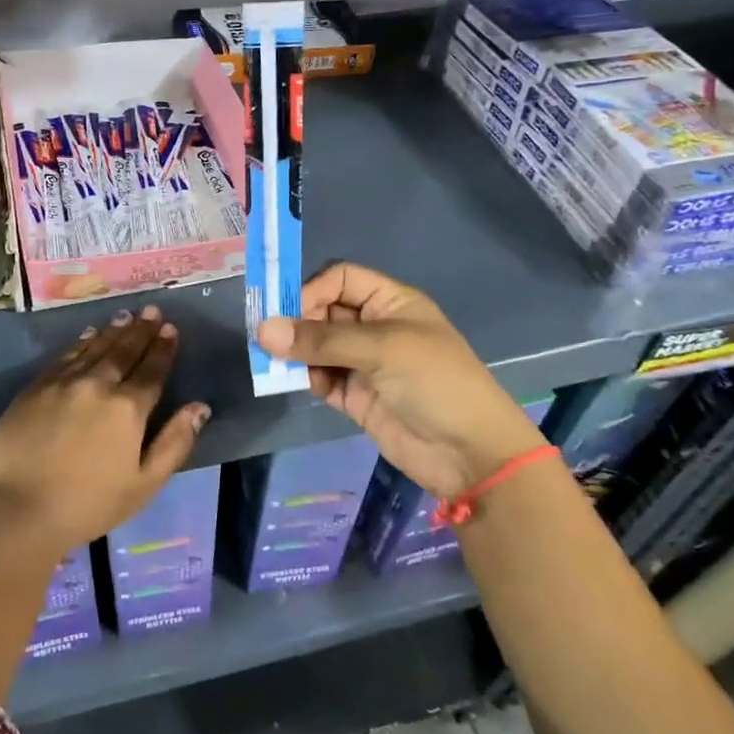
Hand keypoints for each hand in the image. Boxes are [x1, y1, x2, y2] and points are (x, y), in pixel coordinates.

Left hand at [0, 305, 209, 554]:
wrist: (17, 509)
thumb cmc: (88, 505)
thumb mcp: (144, 484)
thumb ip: (174, 443)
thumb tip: (199, 407)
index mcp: (127, 409)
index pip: (152, 370)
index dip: (163, 348)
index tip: (170, 328)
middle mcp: (97, 385)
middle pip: (124, 351)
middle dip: (141, 330)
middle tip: (151, 310)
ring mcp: (62, 383)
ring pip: (94, 348)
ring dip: (113, 331)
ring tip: (126, 316)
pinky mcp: (34, 388)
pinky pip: (64, 356)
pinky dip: (80, 343)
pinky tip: (88, 335)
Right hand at [257, 263, 545, 498]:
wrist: (471, 455)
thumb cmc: (434, 382)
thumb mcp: (381, 349)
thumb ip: (321, 340)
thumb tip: (263, 330)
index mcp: (390, 302)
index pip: (341, 279)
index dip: (312, 290)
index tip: (287, 312)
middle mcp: (375, 327)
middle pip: (324, 312)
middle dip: (297, 323)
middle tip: (270, 340)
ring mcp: (364, 363)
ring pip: (317, 347)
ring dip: (297, 353)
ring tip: (275, 363)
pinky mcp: (356, 396)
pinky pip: (321, 378)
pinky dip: (307, 378)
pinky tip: (299, 384)